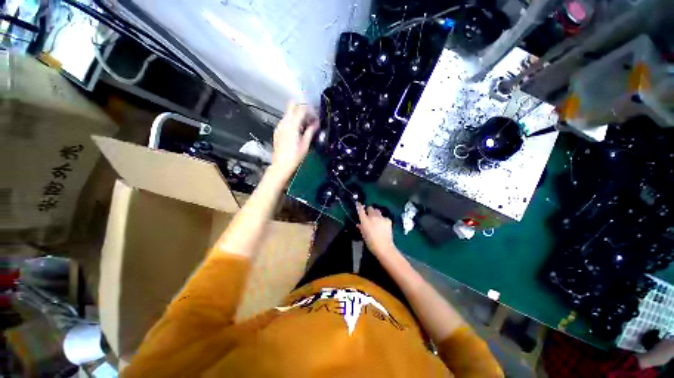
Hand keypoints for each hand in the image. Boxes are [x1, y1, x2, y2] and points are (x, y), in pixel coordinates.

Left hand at [270, 102, 318, 182]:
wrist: (281, 165)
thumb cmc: (295, 156)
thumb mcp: (305, 144)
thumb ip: (310, 131)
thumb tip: (316, 123)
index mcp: (292, 125)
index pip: (301, 109)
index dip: (310, 110)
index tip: (315, 117)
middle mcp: (284, 122)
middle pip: (292, 106)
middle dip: (302, 109)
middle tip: (309, 119)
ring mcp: (279, 126)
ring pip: (288, 113)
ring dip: (297, 115)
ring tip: (305, 126)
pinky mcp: (277, 131)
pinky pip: (285, 120)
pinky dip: (292, 121)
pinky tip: (297, 131)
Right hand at [356, 203, 395, 256]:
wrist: (384, 247)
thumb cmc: (370, 242)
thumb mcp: (363, 234)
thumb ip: (361, 227)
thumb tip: (360, 223)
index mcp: (365, 220)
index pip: (360, 209)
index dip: (359, 206)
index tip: (358, 204)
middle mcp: (372, 216)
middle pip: (370, 208)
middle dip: (369, 211)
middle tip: (369, 216)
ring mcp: (381, 217)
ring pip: (377, 211)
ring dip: (376, 214)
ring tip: (377, 220)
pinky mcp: (388, 220)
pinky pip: (384, 217)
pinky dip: (383, 219)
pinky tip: (383, 225)